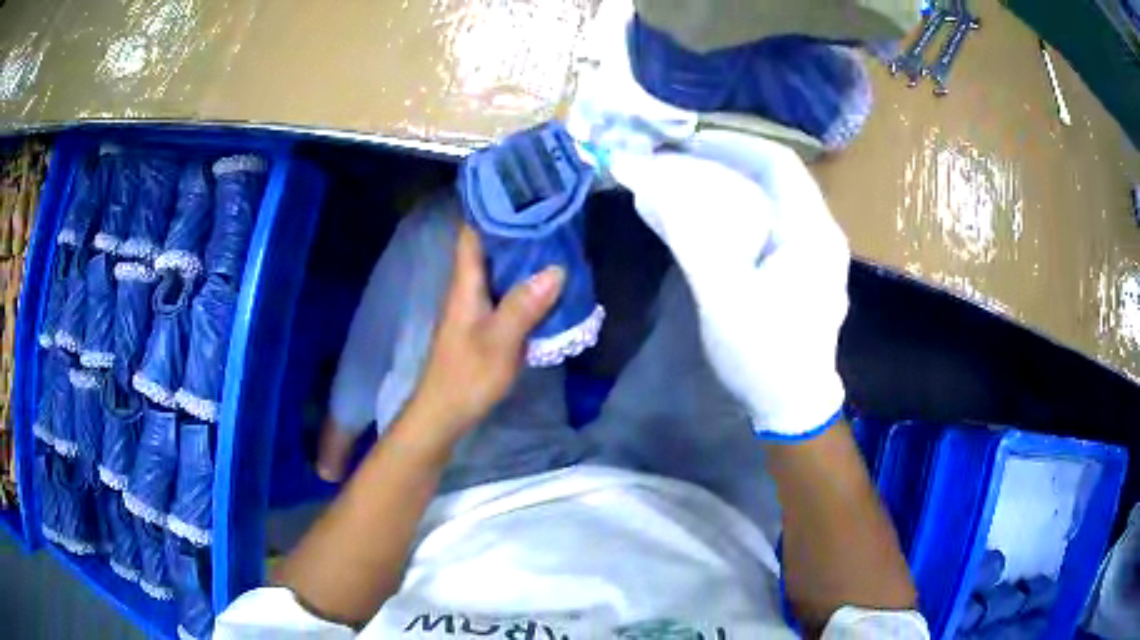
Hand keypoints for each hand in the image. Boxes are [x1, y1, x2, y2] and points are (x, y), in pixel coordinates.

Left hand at [401, 225, 564, 447]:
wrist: (445, 412)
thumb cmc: (467, 375)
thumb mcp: (499, 341)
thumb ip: (525, 305)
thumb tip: (556, 268)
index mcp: (466, 283)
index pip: (472, 231)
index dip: (491, 206)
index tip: (520, 187)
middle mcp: (469, 287)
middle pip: (490, 245)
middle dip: (517, 226)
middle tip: (552, 211)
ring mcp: (476, 305)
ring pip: (500, 268)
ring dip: (523, 254)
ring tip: (557, 238)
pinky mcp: (485, 322)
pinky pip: (507, 290)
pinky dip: (526, 281)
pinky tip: (549, 282)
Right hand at [609, 130, 849, 438]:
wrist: (792, 407)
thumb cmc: (764, 355)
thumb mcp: (724, 296)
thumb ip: (690, 235)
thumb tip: (649, 181)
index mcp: (812, 232)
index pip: (778, 161)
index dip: (732, 142)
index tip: (686, 140)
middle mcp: (819, 233)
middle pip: (773, 178)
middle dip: (723, 163)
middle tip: (676, 160)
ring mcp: (812, 252)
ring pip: (768, 201)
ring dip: (726, 188)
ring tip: (683, 184)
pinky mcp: (799, 270)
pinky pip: (767, 226)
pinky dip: (735, 214)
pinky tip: (705, 220)